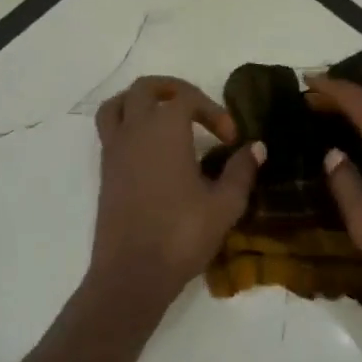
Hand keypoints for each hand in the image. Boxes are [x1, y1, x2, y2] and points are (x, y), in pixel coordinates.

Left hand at [89, 76, 263, 306]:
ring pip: (117, 105)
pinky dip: (128, 126)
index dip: (213, 111)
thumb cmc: (181, 235)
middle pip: (145, 89)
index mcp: (164, 130)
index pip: (186, 98)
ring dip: (140, 102)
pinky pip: (110, 131)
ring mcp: (114, 150)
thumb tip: (256, 147)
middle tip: (196, 109)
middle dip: (172, 90)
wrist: (132, 273)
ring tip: (164, 118)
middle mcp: (134, 131)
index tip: (231, 140)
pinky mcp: (105, 172)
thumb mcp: (224, 205)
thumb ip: (241, 171)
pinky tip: (151, 151)